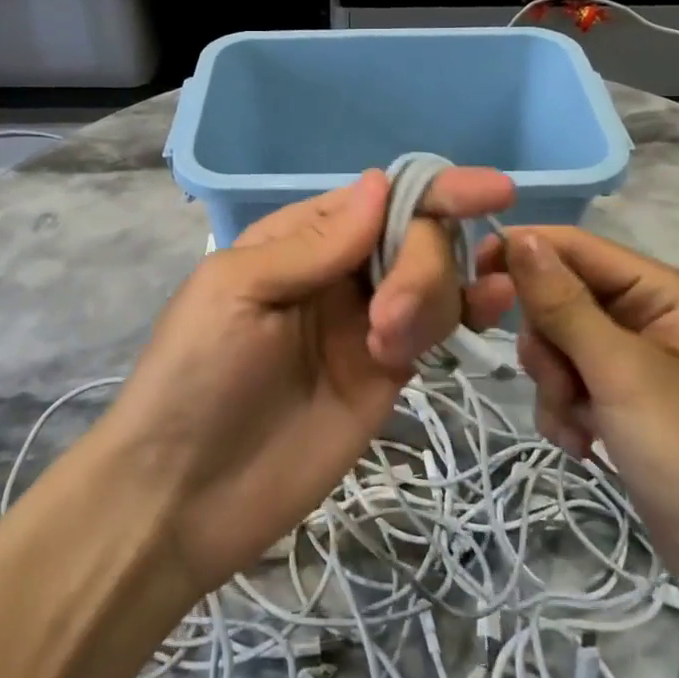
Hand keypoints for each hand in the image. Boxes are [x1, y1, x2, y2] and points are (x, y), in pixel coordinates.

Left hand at [101, 168, 515, 596]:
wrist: (184, 495)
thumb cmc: (195, 376)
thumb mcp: (238, 291)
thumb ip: (315, 243)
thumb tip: (380, 181)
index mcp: (300, 239)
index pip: (378, 199)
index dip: (435, 189)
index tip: (494, 189)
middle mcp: (340, 271)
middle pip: (415, 237)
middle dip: (421, 265)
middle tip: (388, 322)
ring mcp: (368, 323)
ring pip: (434, 281)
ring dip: (432, 298)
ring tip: (390, 349)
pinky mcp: (388, 373)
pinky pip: (438, 330)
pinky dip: (466, 314)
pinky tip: (489, 312)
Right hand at [496, 227, 678, 595]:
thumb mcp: (620, 371)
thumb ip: (563, 303)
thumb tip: (518, 236)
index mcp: (658, 290)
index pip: (574, 247)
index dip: (523, 253)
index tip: (473, 276)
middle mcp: (643, 315)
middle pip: (558, 298)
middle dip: (549, 346)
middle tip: (563, 384)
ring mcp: (629, 361)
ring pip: (555, 346)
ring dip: (554, 387)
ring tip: (581, 426)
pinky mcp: (618, 401)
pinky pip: (565, 384)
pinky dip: (564, 413)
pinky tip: (584, 445)